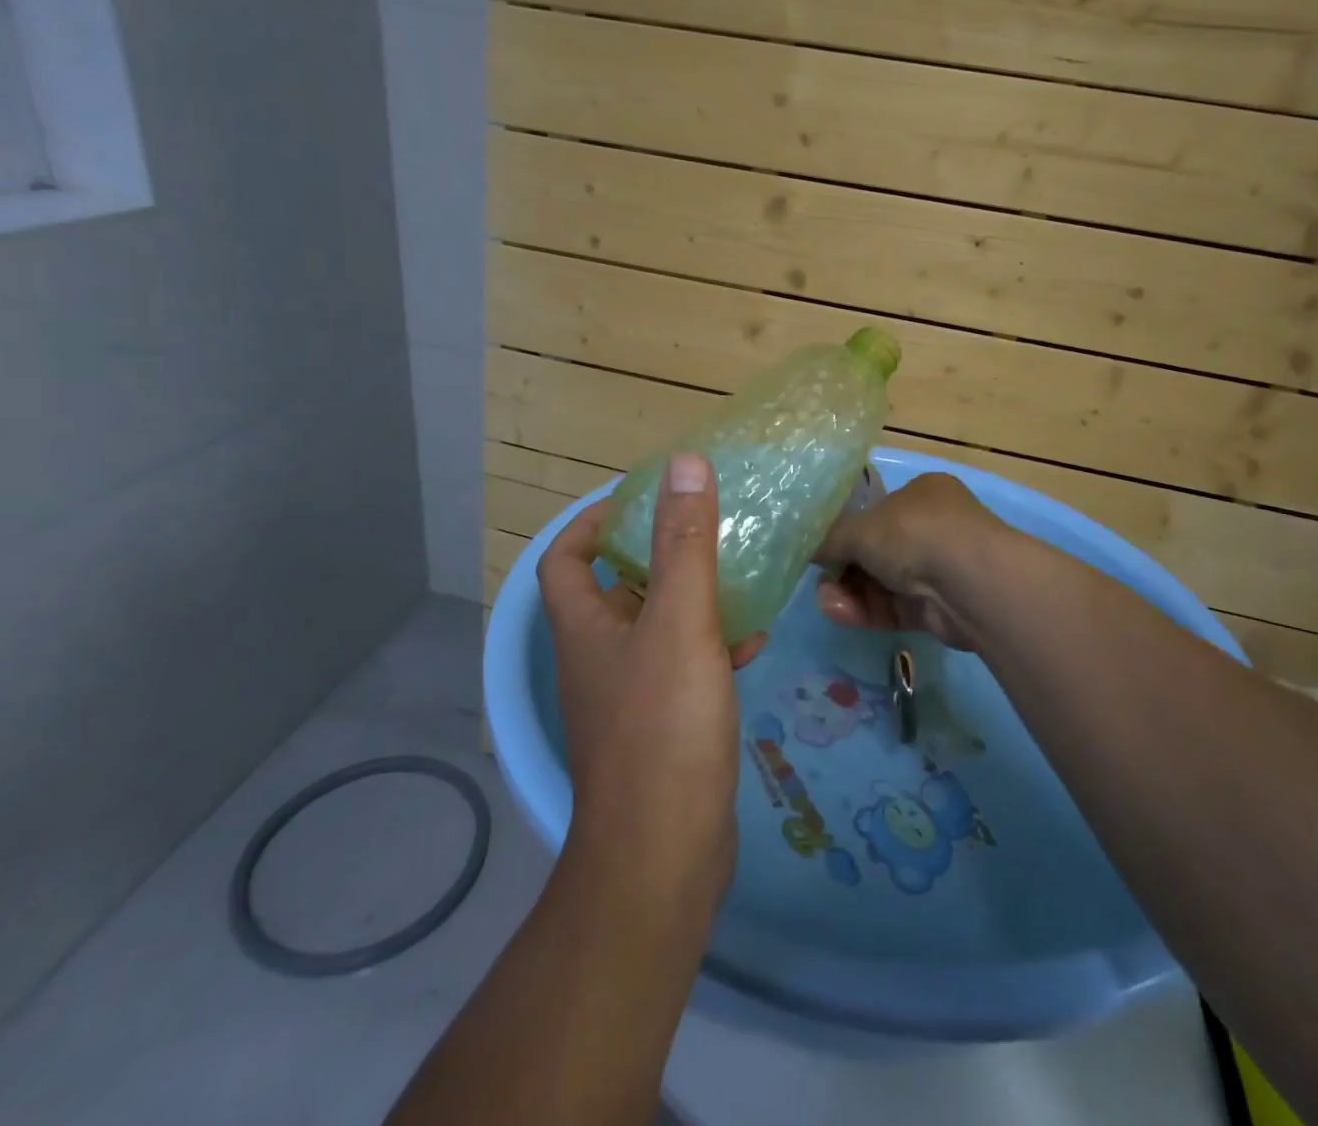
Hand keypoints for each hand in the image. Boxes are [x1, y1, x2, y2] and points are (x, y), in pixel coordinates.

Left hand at [536, 454, 763, 907]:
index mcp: (585, 628)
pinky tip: (752, 643)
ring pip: (655, 629)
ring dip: (690, 599)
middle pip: (615, 591)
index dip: (590, 523)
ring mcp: (628, 697)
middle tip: (701, 530)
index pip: (564, 558)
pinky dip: (710, 647)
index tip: (636, 500)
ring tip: (737, 575)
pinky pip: (683, 668)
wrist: (665, 853)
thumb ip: (684, 542)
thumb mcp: (681, 620)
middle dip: (654, 556)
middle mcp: (597, 659)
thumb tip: (683, 464)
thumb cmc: (665, 725)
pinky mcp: (661, 728)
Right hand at [812, 471, 1006, 651]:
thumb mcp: (861, 527)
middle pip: (876, 551)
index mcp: (921, 494)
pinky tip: (840, 612)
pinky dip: (867, 611)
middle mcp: (933, 528)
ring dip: (850, 592)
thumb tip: (810, 548)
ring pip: (883, 583)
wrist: (970, 583)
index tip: (822, 547)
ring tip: (826, 600)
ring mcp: (938, 570)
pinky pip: (894, 608)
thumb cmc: (915, 533)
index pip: (877, 511)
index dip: (847, 530)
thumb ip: (830, 537)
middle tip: (821, 579)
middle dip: (844, 567)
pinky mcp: (938, 609)